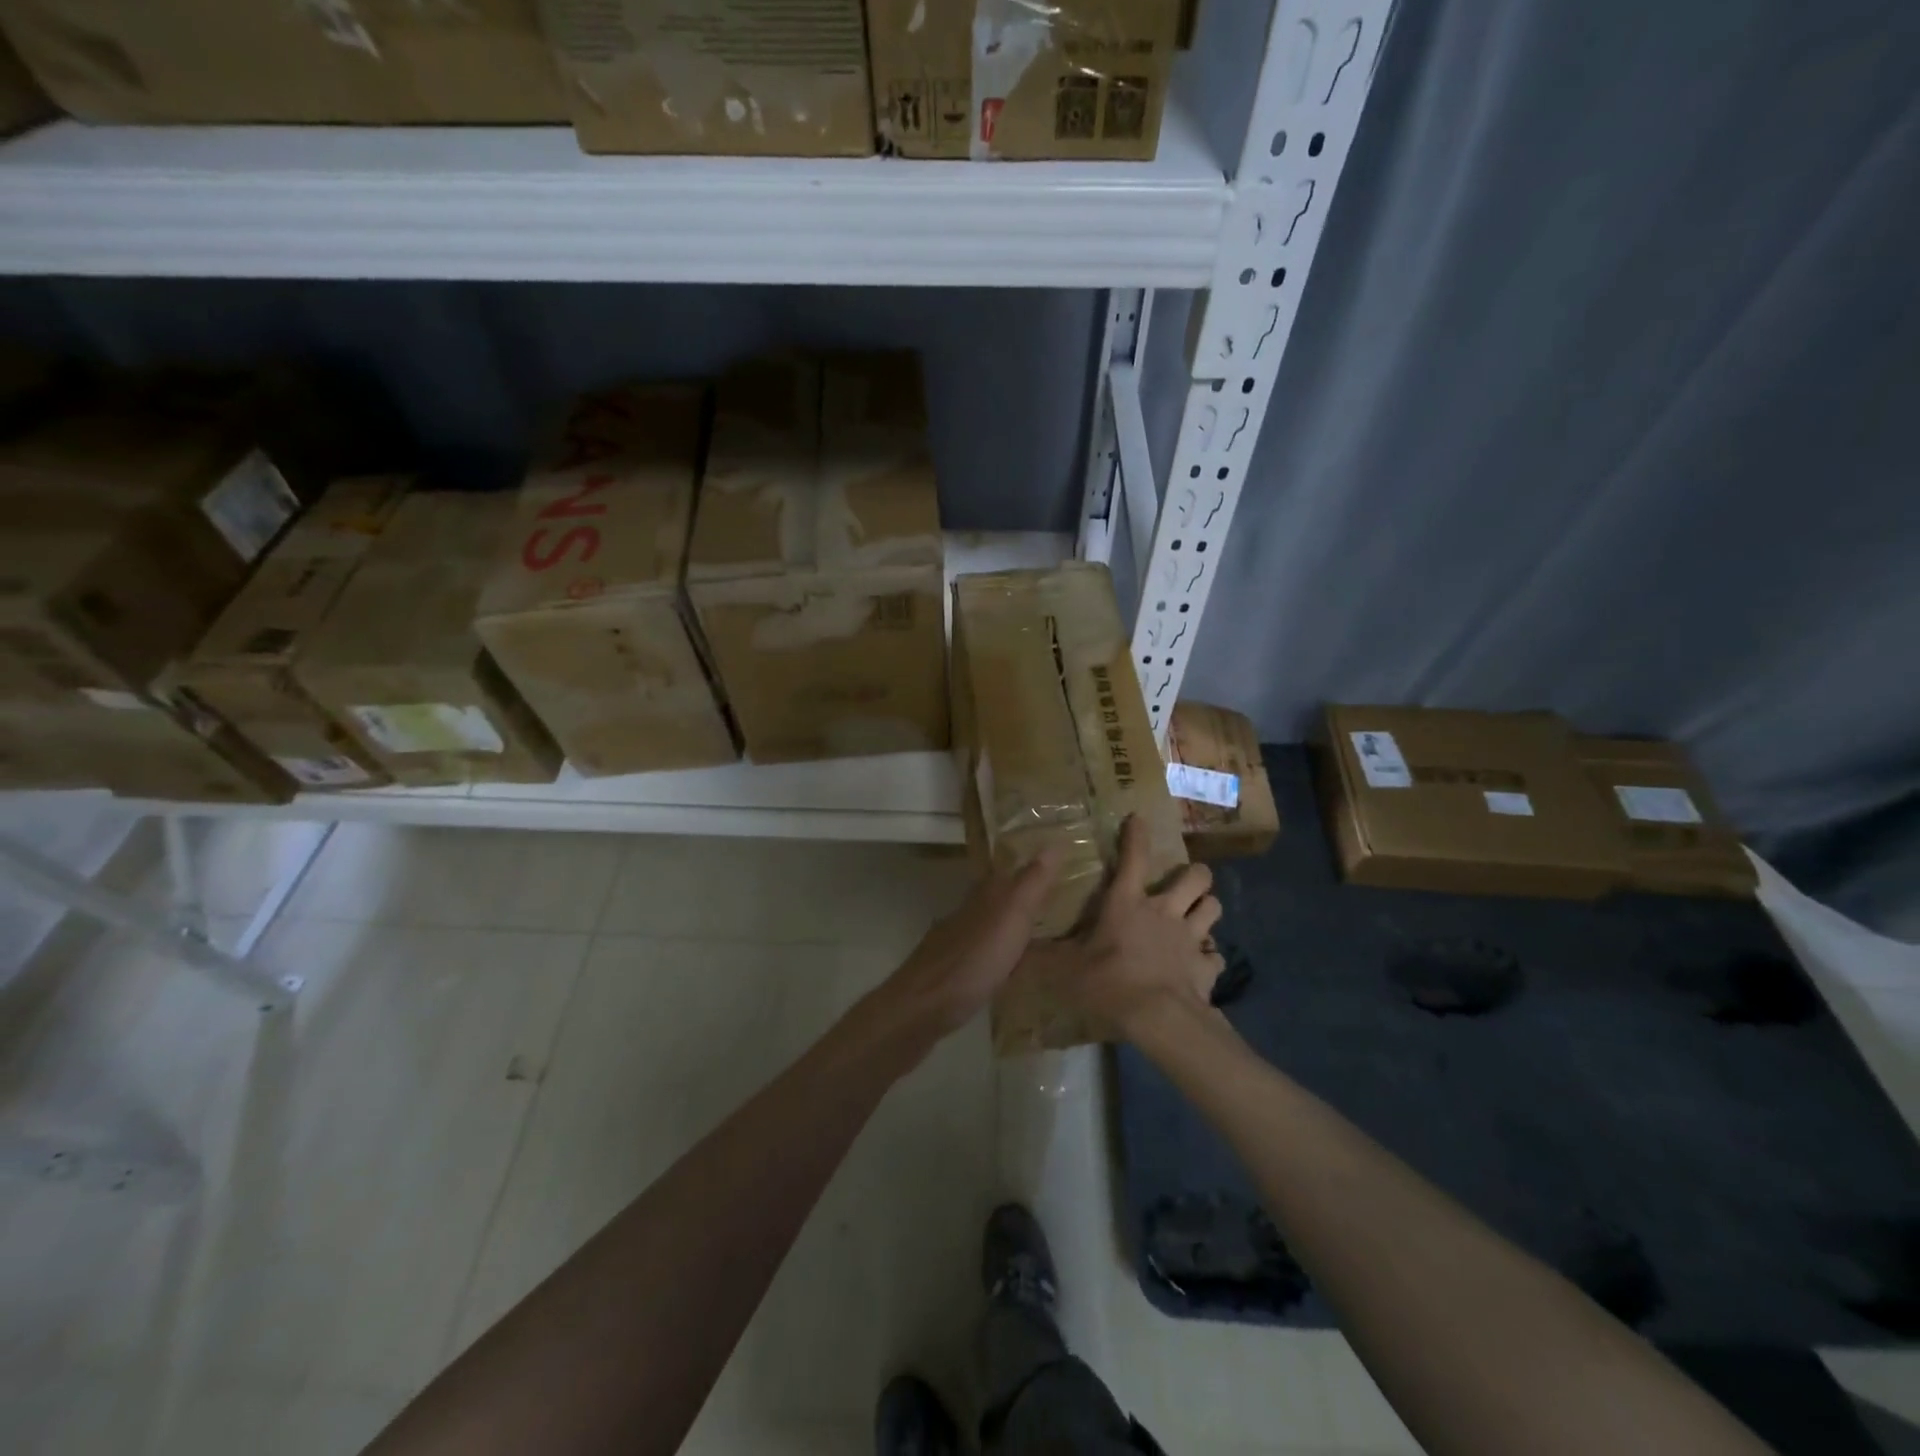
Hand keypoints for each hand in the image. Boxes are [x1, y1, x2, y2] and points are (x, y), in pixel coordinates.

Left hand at [861, 849, 1062, 1053]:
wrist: (924, 1005)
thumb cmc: (974, 960)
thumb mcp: (1011, 917)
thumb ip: (1032, 883)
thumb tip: (1055, 841)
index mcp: (984, 897)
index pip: (1009, 872)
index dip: (1031, 867)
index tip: (1057, 866)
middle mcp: (968, 912)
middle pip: (998, 897)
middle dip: (1022, 897)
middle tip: (1056, 902)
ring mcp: (956, 942)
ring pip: (989, 924)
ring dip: (1010, 926)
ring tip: (1040, 935)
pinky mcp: (952, 971)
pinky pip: (983, 953)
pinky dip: (1000, 954)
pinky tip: (1010, 967)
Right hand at [1041, 816, 1224, 1038]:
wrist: (1157, 1018)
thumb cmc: (1108, 982)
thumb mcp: (1065, 968)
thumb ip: (1043, 956)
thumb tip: (1016, 950)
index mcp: (1127, 903)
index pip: (1134, 857)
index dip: (1136, 835)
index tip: (1138, 819)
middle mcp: (1164, 911)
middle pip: (1195, 877)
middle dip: (1194, 874)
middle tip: (1184, 882)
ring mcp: (1190, 937)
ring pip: (1213, 906)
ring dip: (1206, 907)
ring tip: (1198, 915)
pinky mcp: (1206, 966)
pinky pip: (1216, 956)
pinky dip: (1209, 957)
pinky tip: (1201, 964)